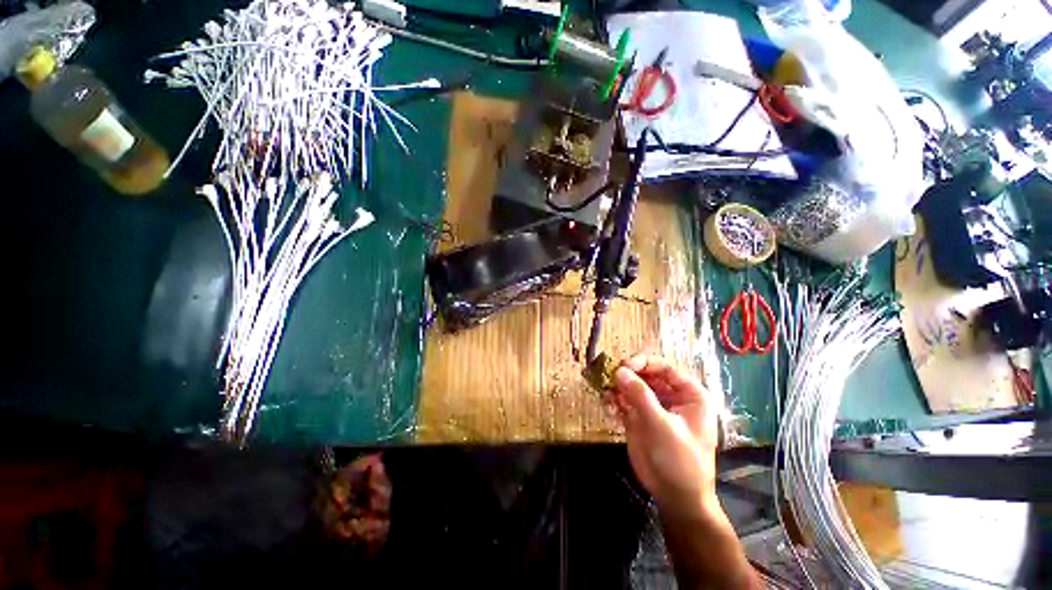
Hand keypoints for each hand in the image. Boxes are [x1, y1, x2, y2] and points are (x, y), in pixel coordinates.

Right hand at [610, 354, 719, 518]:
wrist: (676, 497)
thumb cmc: (681, 460)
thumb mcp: (662, 426)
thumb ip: (640, 396)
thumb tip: (619, 370)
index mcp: (689, 394)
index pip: (664, 367)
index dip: (643, 363)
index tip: (623, 366)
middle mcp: (671, 396)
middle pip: (646, 374)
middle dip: (627, 375)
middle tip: (609, 377)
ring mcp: (654, 407)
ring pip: (633, 387)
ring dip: (618, 387)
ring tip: (606, 393)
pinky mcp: (639, 418)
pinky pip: (625, 401)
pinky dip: (615, 400)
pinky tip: (608, 406)